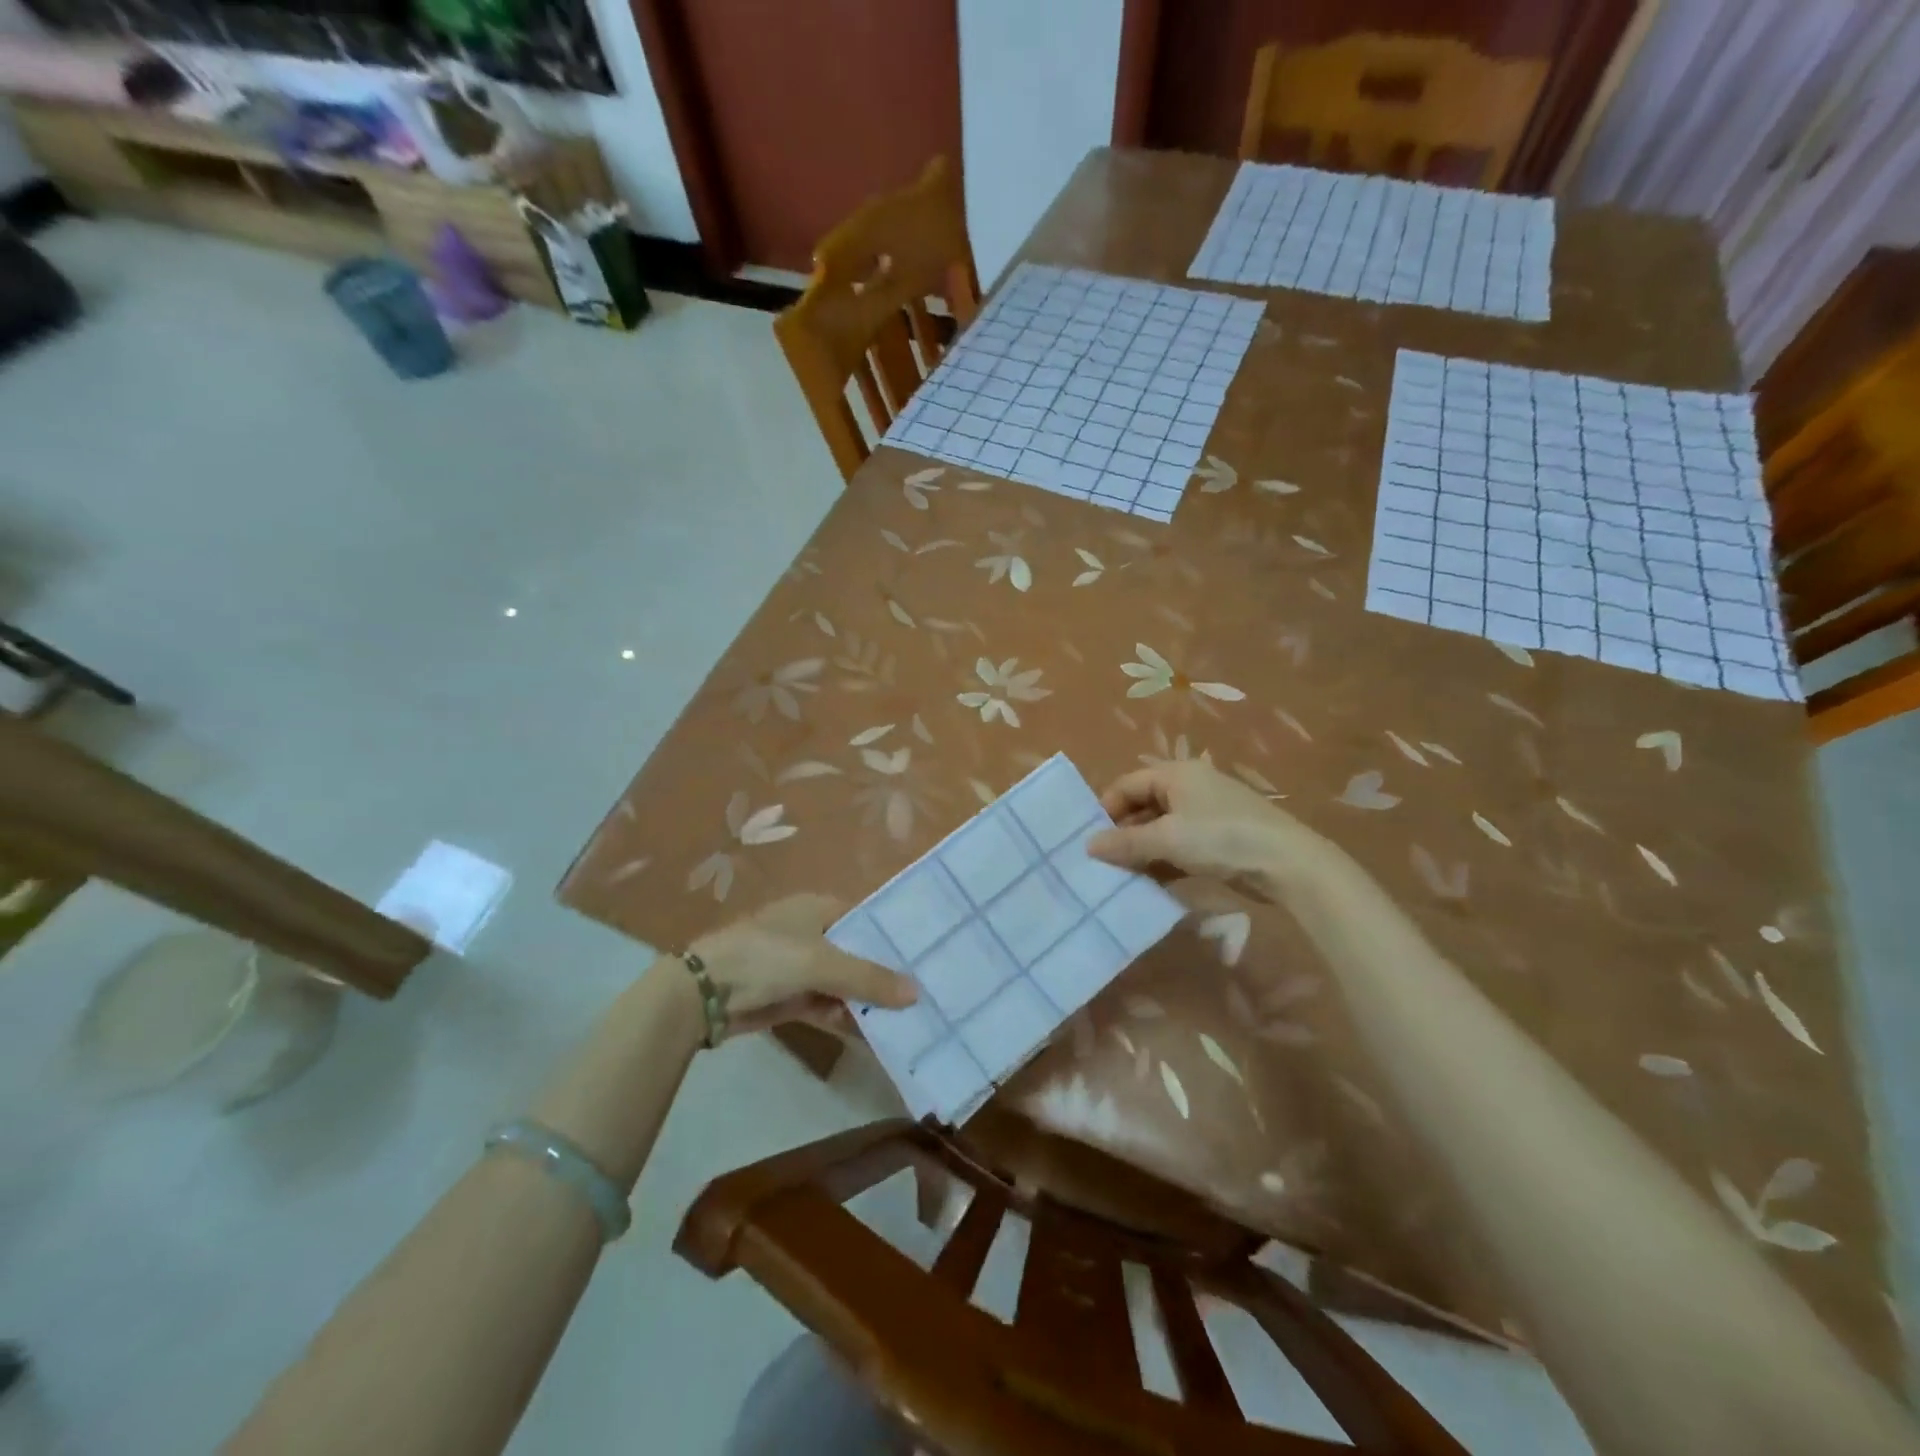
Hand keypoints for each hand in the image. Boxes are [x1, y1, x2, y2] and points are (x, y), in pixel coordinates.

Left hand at [689, 893, 916, 1038]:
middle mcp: (811, 932)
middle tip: (925, 990)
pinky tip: (874, 1032)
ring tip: (908, 1016)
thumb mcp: (821, 963)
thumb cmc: (766, 957)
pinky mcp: (789, 996)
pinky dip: (845, 1016)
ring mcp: (799, 966)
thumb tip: (917, 993)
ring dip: (867, 999)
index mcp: (818, 908)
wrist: (704, 992)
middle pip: (857, 952)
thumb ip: (868, 978)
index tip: (926, 954)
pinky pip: (827, 1005)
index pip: (866, 917)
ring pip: (843, 982)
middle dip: (884, 973)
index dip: (892, 935)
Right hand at [1086, 761, 1343, 895]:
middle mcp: (1190, 786)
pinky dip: (1164, 860)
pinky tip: (1152, 882)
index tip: (1092, 839)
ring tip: (1123, 875)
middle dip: (1123, 832)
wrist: (1287, 863)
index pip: (1128, 784)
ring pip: (1162, 828)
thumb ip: (1125, 842)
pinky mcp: (1219, 838)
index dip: (1107, 809)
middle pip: (1144, 805)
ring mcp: (1207, 813)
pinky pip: (1180, 844)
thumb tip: (1089, 845)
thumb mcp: (1167, 839)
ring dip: (1143, 850)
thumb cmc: (1221, 838)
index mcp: (1176, 774)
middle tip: (1105, 861)